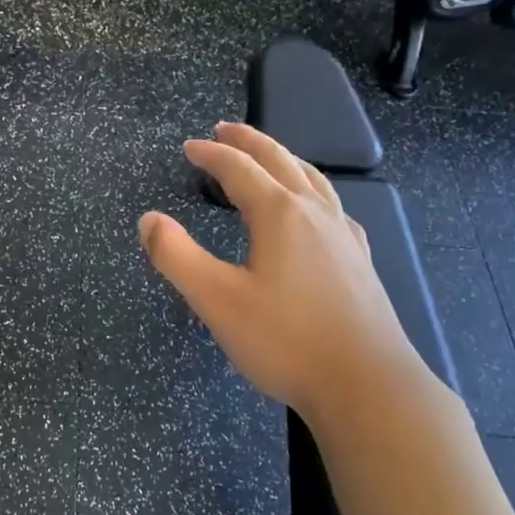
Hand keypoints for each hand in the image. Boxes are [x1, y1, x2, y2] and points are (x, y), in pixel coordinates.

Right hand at [138, 123, 437, 424]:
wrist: (366, 384)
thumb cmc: (285, 341)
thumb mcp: (216, 300)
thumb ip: (176, 256)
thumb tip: (148, 219)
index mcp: (280, 214)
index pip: (239, 170)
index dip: (211, 155)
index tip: (189, 147)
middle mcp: (315, 214)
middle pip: (281, 162)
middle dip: (250, 142)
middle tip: (226, 130)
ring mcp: (344, 237)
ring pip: (313, 180)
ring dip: (285, 160)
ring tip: (270, 157)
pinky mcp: (359, 262)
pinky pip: (333, 208)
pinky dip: (314, 193)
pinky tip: (317, 213)